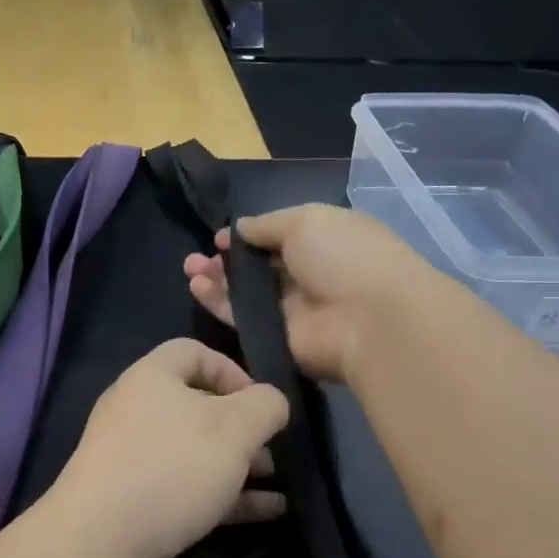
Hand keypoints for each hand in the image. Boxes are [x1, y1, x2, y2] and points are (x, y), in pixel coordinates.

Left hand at [45, 339, 289, 557]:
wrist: (103, 541)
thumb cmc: (172, 467)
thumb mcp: (233, 429)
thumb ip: (265, 406)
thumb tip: (272, 402)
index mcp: (151, 378)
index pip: (193, 352)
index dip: (232, 369)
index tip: (260, 401)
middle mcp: (138, 411)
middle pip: (199, 405)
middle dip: (243, 426)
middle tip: (273, 448)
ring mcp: (136, 458)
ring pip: (197, 450)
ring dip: (240, 463)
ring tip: (278, 480)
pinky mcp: (140, 499)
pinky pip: (191, 486)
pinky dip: (228, 494)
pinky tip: (270, 510)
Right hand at [183, 204, 428, 382]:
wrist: (369, 319)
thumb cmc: (343, 256)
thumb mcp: (305, 221)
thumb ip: (266, 224)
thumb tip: (238, 228)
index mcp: (323, 240)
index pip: (278, 237)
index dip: (247, 236)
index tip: (220, 236)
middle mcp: (307, 274)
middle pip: (257, 267)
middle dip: (226, 259)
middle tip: (196, 257)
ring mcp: (291, 308)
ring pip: (245, 293)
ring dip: (216, 279)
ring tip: (189, 269)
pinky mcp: (276, 337)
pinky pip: (241, 317)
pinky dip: (218, 303)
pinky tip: (196, 287)